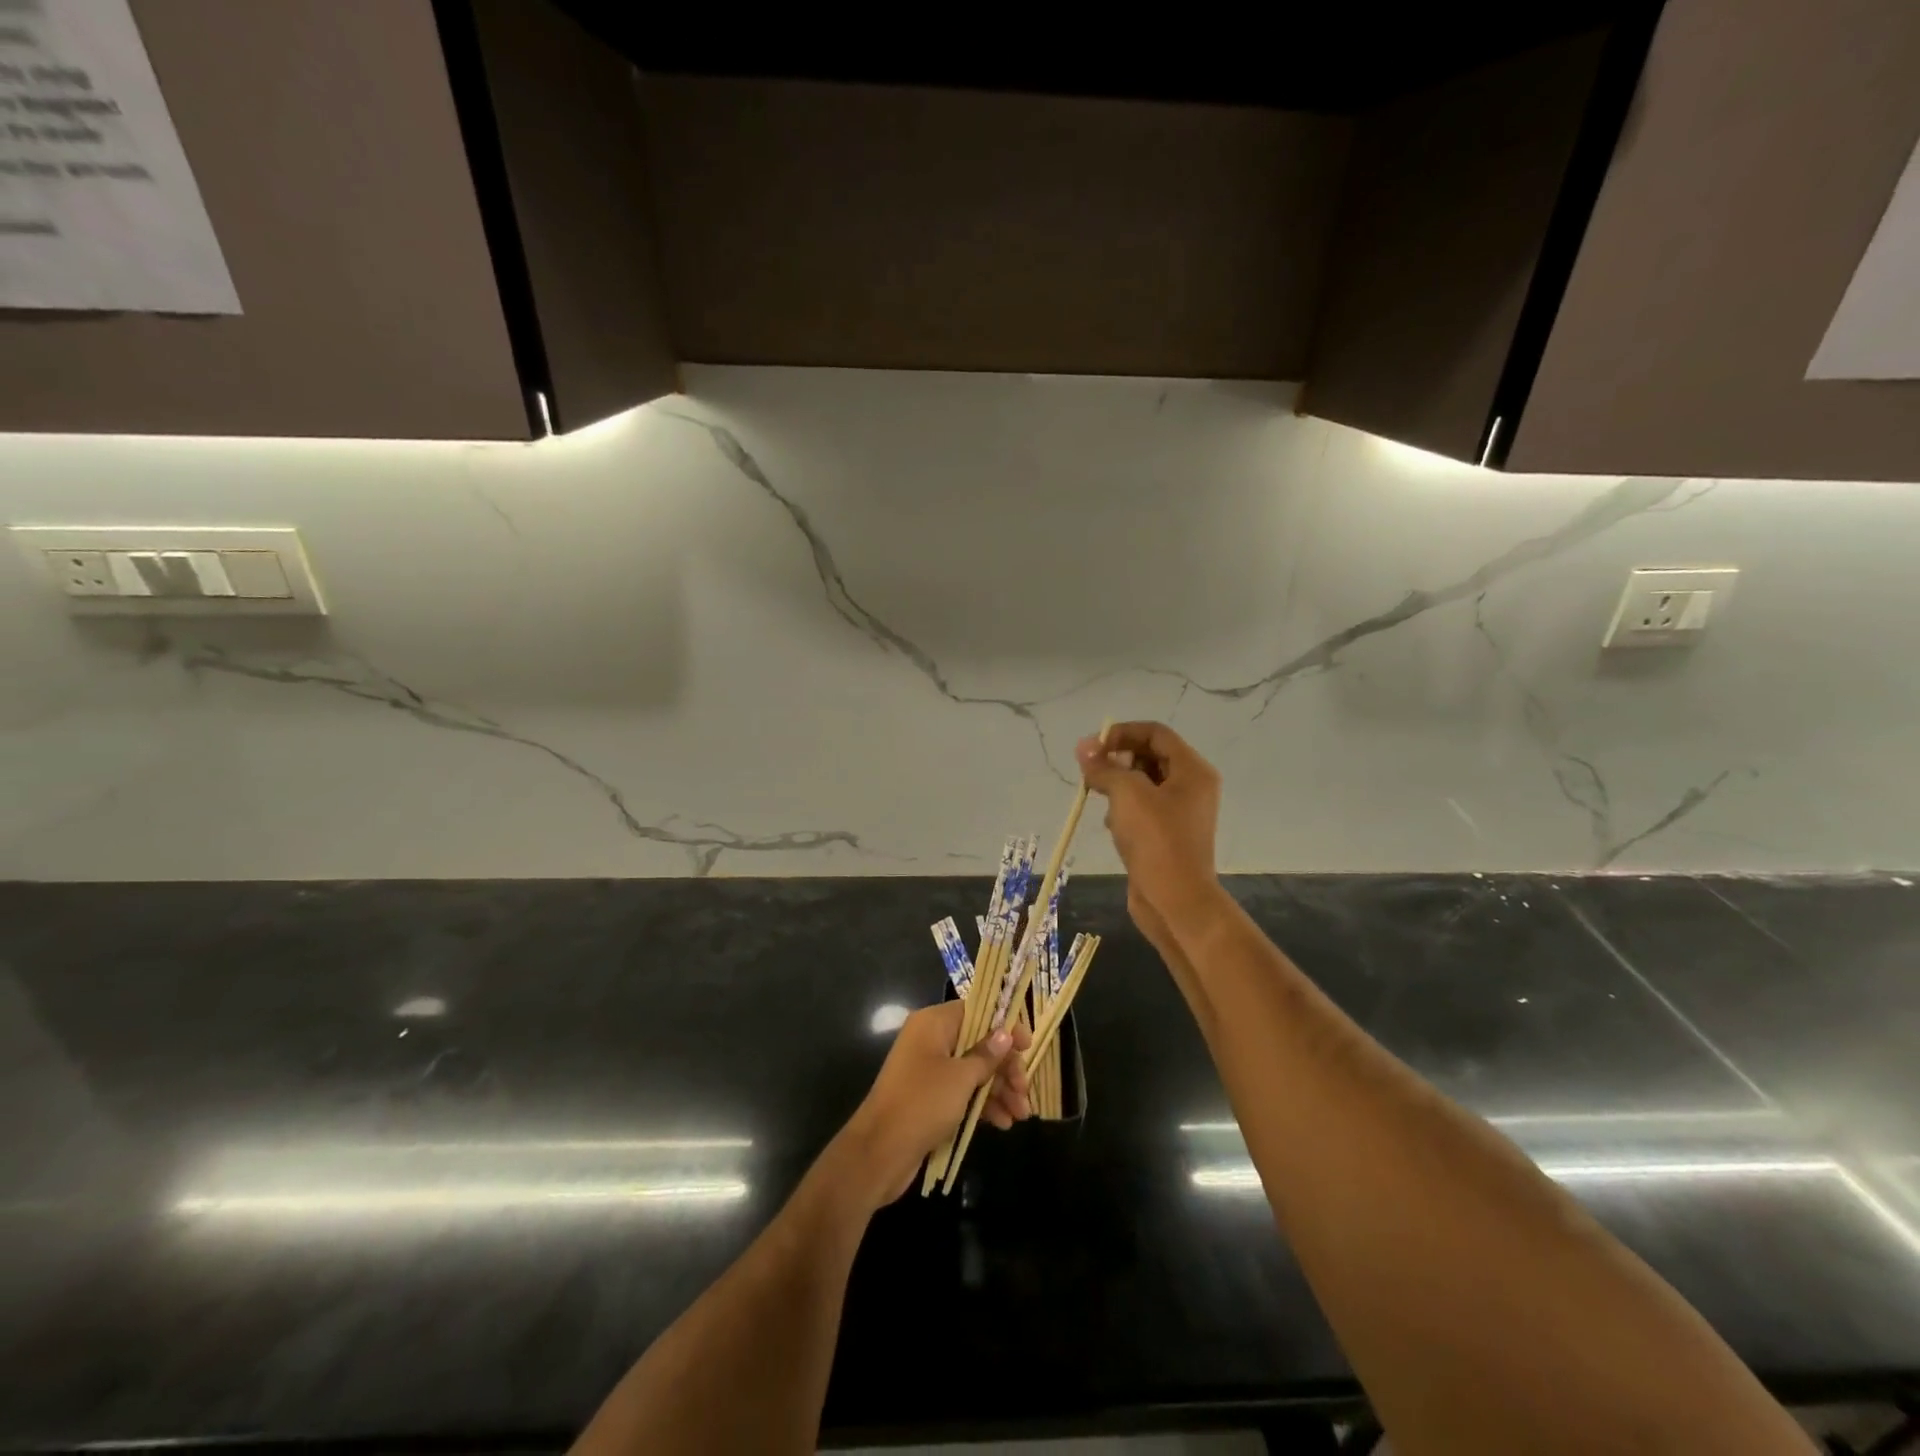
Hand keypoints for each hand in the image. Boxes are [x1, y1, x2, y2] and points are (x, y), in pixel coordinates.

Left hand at [836, 1001, 1031, 1208]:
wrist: (879, 1152)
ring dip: (999, 1089)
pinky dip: (983, 1104)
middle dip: (1005, 1067)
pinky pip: (963, 1092)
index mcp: (934, 1023)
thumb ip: (986, 1055)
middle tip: (1025, 1091)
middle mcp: (932, 1040)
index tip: (1027, 1046)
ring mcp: (930, 1070)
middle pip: (979, 1043)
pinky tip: (1003, 1123)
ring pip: (974, 1070)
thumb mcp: (960, 1078)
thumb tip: (1005, 1034)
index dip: (1004, 1026)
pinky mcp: (930, 1098)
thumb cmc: (922, 1103)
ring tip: (1021, 1114)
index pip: (977, 1012)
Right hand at [1076, 721, 1222, 938]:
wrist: (1176, 901)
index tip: (1093, 747)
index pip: (1155, 733)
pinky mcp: (1166, 835)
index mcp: (1192, 771)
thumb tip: (1084, 748)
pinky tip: (1109, 824)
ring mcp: (1179, 813)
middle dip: (1117, 759)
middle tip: (1090, 771)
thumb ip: (1104, 767)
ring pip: (1143, 784)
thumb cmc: (1157, 840)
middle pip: (1150, 756)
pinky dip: (1122, 810)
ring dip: (1117, 784)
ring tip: (1097, 795)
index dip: (1122, 733)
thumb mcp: (1127, 794)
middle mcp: (1191, 787)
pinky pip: (1141, 810)